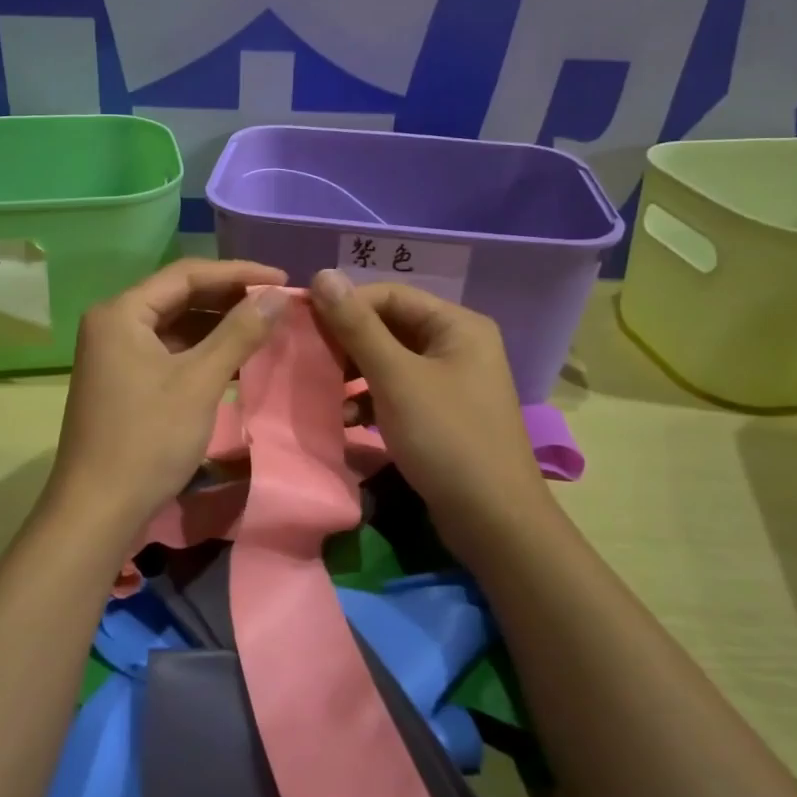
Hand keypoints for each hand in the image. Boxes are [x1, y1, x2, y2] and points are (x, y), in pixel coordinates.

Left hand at [45, 258, 287, 537]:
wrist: (97, 510)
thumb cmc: (147, 439)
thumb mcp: (199, 381)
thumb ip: (239, 333)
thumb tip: (279, 294)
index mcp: (122, 312)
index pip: (186, 274)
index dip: (238, 273)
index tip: (282, 279)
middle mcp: (113, 323)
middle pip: (179, 296)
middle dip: (229, 298)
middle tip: (277, 302)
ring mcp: (115, 354)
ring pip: (175, 325)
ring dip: (218, 325)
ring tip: (265, 326)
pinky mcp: (124, 381)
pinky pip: (169, 351)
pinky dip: (202, 351)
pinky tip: (237, 358)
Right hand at [311, 269, 546, 551]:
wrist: (494, 523)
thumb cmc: (446, 438)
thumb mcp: (396, 378)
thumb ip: (357, 326)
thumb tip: (321, 274)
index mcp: (457, 326)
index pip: (390, 296)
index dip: (345, 304)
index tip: (302, 321)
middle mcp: (458, 345)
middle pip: (390, 328)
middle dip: (347, 343)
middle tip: (308, 358)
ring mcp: (451, 382)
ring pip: (390, 362)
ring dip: (354, 375)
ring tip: (322, 391)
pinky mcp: (442, 415)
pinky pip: (398, 392)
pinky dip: (370, 401)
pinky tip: (346, 419)